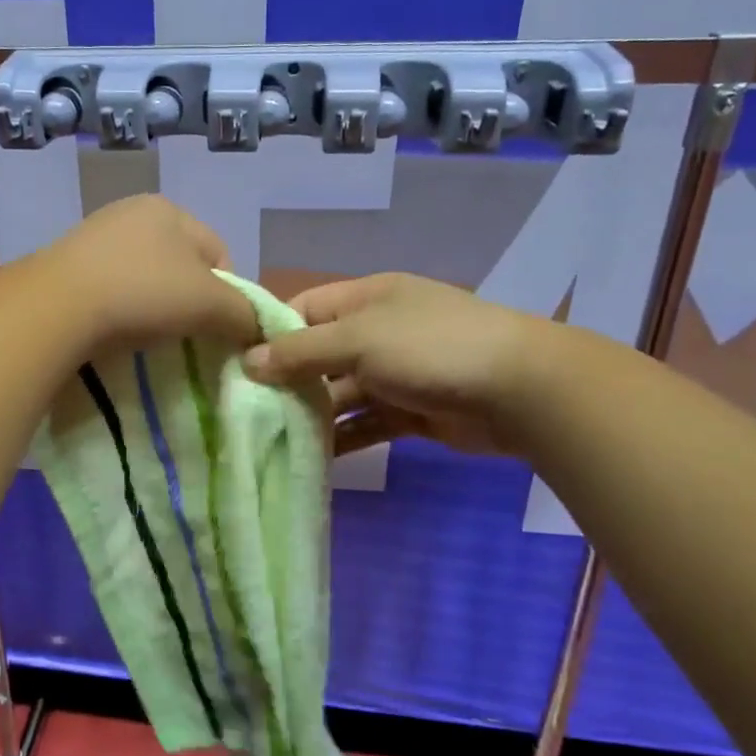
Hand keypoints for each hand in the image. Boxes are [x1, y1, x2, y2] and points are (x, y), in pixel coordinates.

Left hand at [33, 195, 259, 355]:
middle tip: (184, 334)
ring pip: (144, 277)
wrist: (58, 306)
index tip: (217, 328)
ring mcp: (94, 236)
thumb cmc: (144, 293)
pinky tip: (115, 328)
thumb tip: (257, 327)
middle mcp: (131, 212)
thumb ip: (243, 313)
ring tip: (146, 335)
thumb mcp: (210, 304)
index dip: (228, 294)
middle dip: (188, 301)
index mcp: (170, 209)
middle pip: (181, 265)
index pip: (219, 254)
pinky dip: (120, 309)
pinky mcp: (66, 264)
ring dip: (153, 306)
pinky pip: (110, 288)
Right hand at [241, 273, 552, 455]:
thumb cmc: (430, 347)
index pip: (304, 308)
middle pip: (320, 353)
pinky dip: (343, 438)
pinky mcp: (411, 411)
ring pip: (341, 393)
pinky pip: (366, 423)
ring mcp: (396, 372)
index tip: (235, 363)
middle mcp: (377, 331)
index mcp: (366, 298)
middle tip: (247, 409)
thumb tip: (249, 362)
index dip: (271, 333)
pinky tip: (312, 457)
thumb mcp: (358, 340)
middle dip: (288, 380)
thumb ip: (302, 351)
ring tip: (271, 438)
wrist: (520, 390)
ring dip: (313, 413)